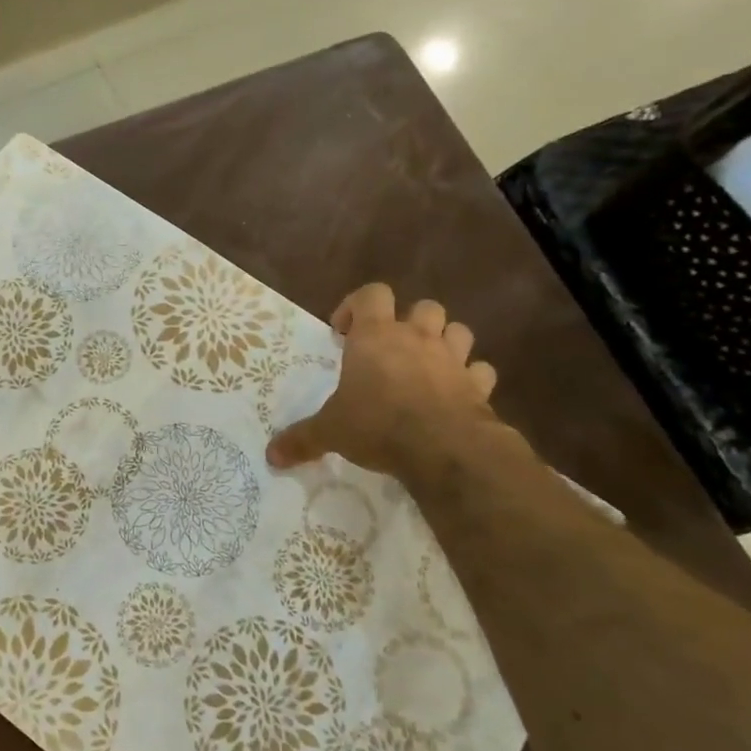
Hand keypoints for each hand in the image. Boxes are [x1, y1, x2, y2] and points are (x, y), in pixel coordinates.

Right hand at [267, 284, 501, 479]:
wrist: (444, 448)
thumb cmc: (378, 424)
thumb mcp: (330, 431)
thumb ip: (302, 439)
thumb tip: (270, 456)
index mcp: (375, 336)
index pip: (371, 294)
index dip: (357, 305)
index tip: (343, 332)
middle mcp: (416, 338)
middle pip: (424, 307)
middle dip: (409, 322)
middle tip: (391, 349)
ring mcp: (452, 359)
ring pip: (458, 331)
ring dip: (445, 342)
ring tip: (427, 365)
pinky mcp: (479, 386)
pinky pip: (480, 371)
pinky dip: (470, 378)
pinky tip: (457, 394)